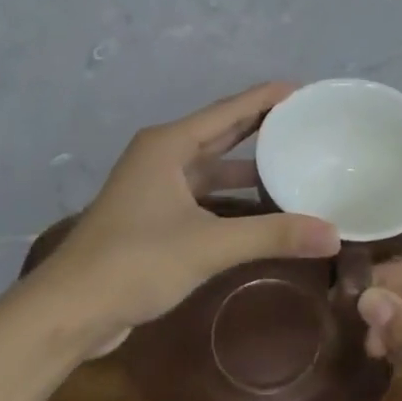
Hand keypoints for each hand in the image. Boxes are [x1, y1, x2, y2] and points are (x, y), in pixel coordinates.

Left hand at [33, 83, 340, 349]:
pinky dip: (231, 194)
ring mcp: (155, 186)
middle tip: (305, 120)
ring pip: (211, 164)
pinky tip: (260, 204)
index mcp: (169, 145)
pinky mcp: (154, 216)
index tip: (304, 89)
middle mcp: (162, 156)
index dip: (266, 97)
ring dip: (247, 163)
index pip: (229, 110)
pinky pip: (203, 192)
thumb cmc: (135, 262)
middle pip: (220, 131)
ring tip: (292, 159)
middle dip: (261, 124)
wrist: (69, 311)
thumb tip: (333, 234)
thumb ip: (272, 235)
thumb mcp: (209, 245)